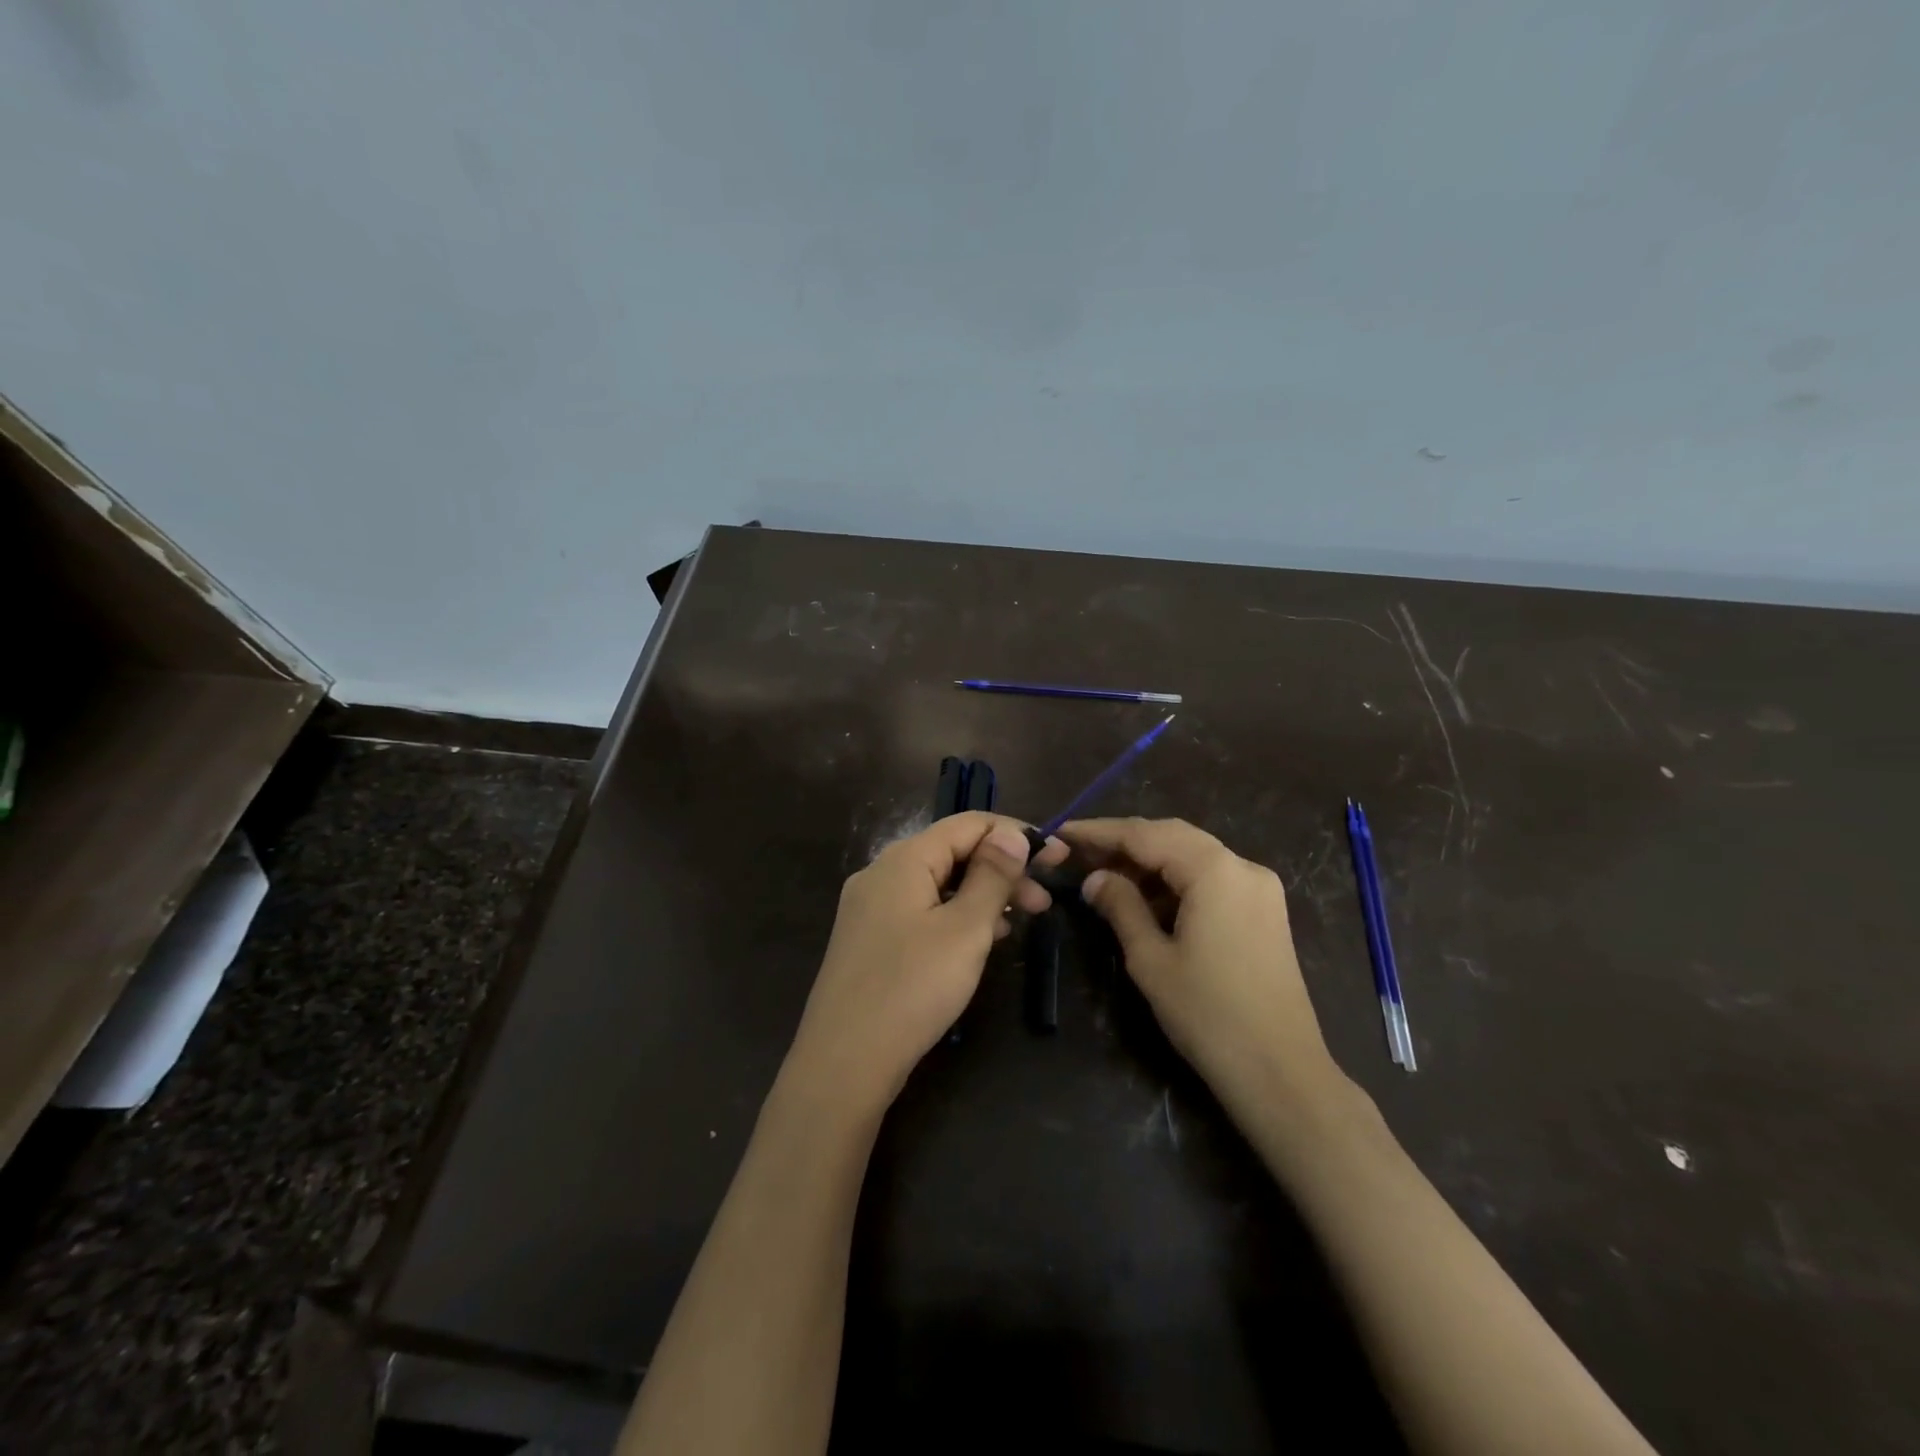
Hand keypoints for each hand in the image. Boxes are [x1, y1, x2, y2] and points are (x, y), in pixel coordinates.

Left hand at [784, 813, 1068, 1120]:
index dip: (1016, 834)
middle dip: (1002, 869)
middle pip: (953, 853)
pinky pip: (922, 911)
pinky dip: (956, 916)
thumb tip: (1012, 834)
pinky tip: (980, 941)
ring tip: (1019, 922)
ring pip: (939, 884)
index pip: (968, 824)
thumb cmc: (912, 989)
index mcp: (904, 859)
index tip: (1058, 858)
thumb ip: (992, 876)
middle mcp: (882, 873)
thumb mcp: (965, 929)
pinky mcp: (869, 940)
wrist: (843, 1062)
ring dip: (982, 895)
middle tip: (1045, 901)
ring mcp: (870, 908)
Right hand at [1063, 817, 1340, 1106]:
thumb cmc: (1208, 1014)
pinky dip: (1176, 880)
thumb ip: (1120, 906)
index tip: (1062, 832)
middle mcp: (1242, 866)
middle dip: (1124, 842)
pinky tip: (1146, 898)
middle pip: (1172, 836)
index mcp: (1215, 870)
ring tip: (1105, 875)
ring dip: (1150, 861)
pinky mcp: (1264, 910)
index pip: (1145, 834)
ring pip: (1193, 854)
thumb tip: (1094, 878)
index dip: (1100, 832)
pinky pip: (1212, 877)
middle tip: (1079, 853)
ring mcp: (1259, 888)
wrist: (1280, 1072)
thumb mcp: (1150, 958)